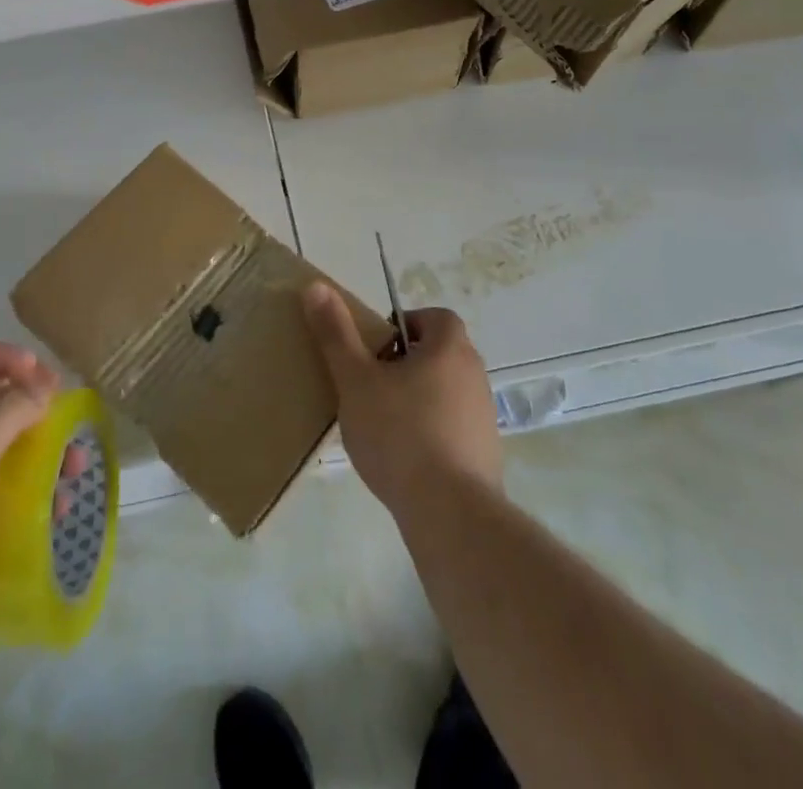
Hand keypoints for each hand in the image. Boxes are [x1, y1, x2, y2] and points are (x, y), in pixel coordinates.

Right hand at [302, 282, 501, 523]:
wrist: (451, 515)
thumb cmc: (400, 434)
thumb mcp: (356, 380)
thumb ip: (335, 333)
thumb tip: (316, 286)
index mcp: (450, 349)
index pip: (436, 317)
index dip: (406, 324)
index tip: (377, 346)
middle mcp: (475, 376)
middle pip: (440, 354)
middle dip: (407, 362)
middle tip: (372, 382)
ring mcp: (484, 417)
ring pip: (446, 392)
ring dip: (418, 398)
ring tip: (382, 423)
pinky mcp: (485, 455)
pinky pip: (453, 428)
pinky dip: (431, 432)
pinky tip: (404, 458)